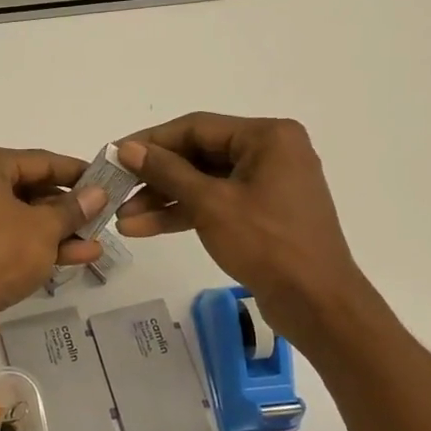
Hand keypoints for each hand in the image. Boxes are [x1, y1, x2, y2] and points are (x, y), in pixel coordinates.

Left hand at [0, 143, 106, 348]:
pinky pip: (2, 237)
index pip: (37, 161)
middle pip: (25, 189)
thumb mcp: (43, 229)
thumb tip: (98, 193)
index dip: (75, 172)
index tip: (105, 180)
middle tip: (101, 216)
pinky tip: (74, 257)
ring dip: (55, 231)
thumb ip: (73, 209)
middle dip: (66, 208)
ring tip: (96, 243)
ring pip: (15, 217)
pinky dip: (32, 245)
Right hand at [115, 114, 377, 348]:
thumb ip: (166, 172)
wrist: (317, 303)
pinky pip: (214, 203)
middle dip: (154, 177)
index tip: (113, 154)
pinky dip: (183, 214)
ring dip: (162, 200)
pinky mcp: (260, 213)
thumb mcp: (210, 204)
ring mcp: (266, 184)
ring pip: (202, 182)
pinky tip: (144, 228)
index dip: (150, 141)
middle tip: (114, 188)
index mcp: (267, 137)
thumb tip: (127, 148)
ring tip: (122, 218)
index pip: (196, 127)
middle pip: (197, 155)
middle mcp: (269, 152)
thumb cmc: (268, 244)